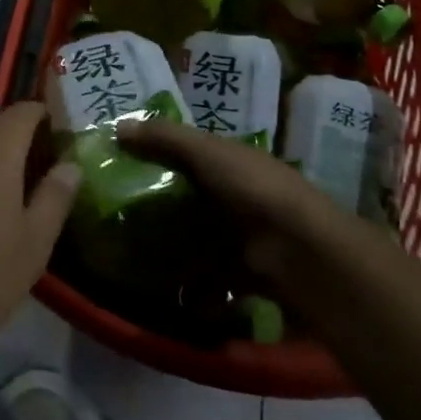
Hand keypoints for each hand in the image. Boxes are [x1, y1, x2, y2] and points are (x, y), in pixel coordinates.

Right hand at [118, 120, 358, 289]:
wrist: (303, 253)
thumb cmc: (253, 190)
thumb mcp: (207, 152)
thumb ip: (165, 138)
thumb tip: (118, 126)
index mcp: (232, 161)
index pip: (189, 154)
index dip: (159, 156)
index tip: (121, 166)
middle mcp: (239, 196)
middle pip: (191, 199)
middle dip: (160, 209)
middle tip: (117, 218)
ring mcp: (244, 238)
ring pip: (199, 242)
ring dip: (173, 252)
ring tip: (133, 260)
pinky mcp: (246, 277)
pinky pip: (211, 282)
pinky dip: (193, 290)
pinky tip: (166, 293)